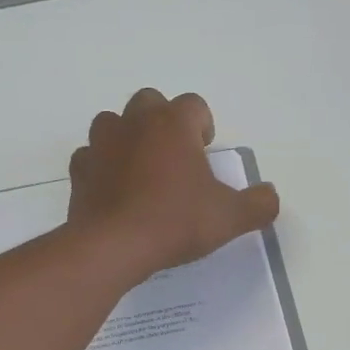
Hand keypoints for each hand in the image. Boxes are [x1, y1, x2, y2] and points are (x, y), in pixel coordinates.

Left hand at [67, 88, 279, 278]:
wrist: (114, 246)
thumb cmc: (175, 222)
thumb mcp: (229, 218)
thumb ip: (258, 205)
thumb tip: (270, 196)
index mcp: (173, 124)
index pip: (194, 105)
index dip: (203, 125)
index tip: (205, 152)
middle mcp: (135, 123)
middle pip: (150, 103)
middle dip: (163, 123)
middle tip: (175, 159)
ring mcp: (102, 144)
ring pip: (113, 123)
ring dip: (127, 138)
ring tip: (141, 171)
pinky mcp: (79, 170)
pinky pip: (90, 157)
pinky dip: (101, 167)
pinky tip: (113, 191)